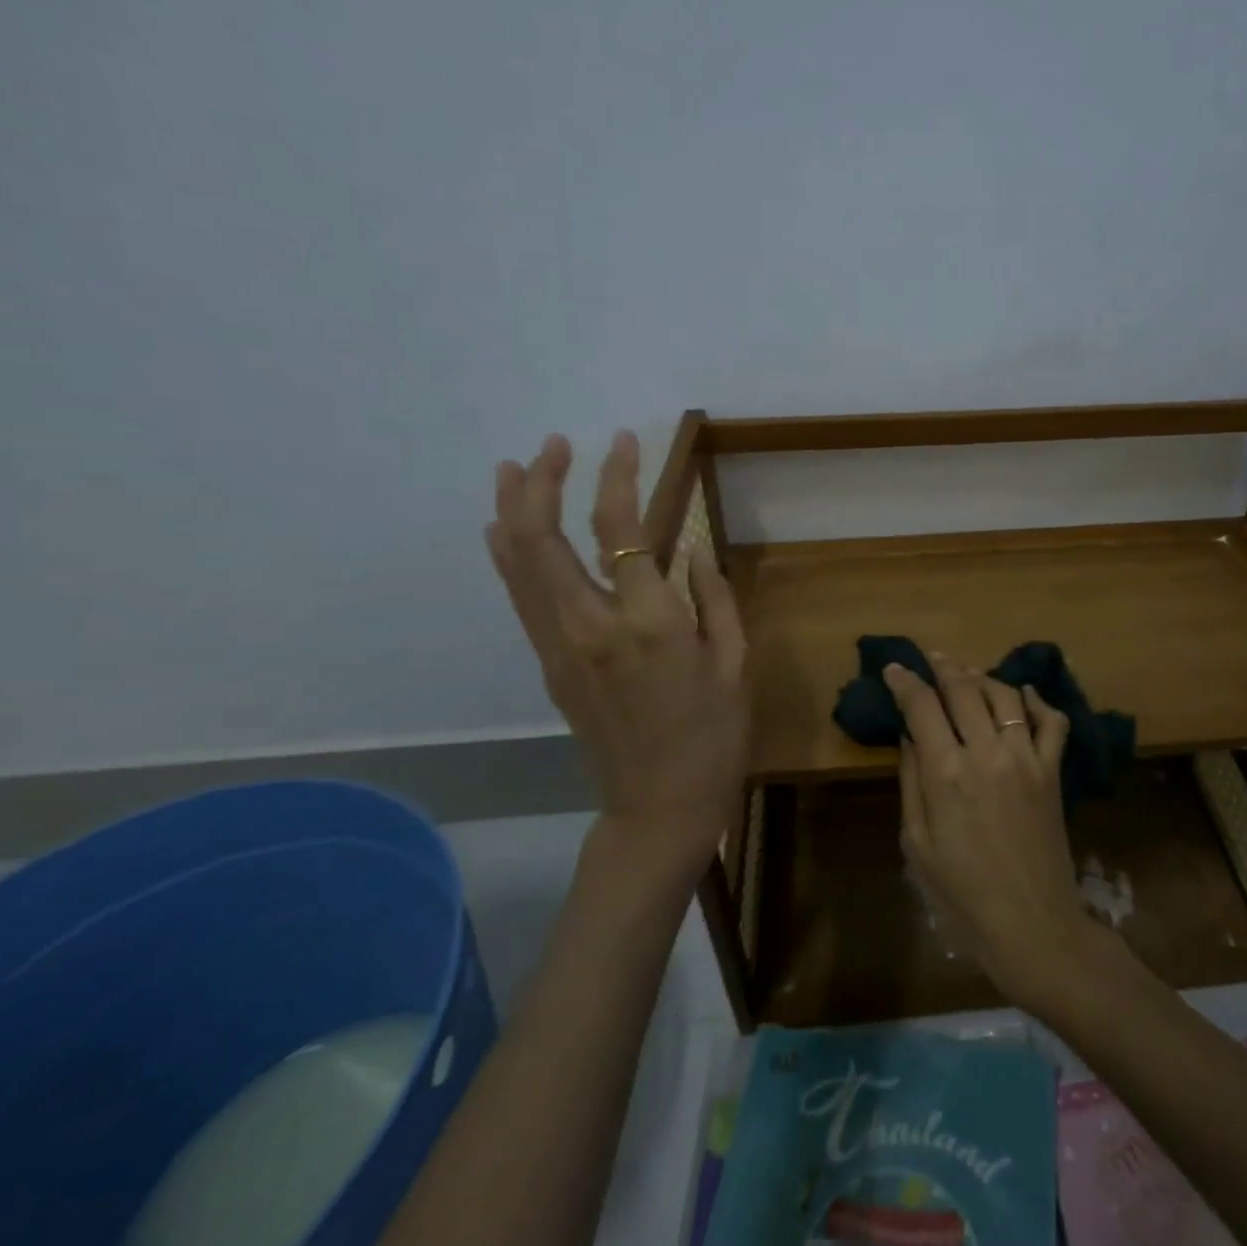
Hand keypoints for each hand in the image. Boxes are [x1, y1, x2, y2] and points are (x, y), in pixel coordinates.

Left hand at [486, 431, 748, 861]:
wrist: (661, 805)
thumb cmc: (715, 734)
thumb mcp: (735, 661)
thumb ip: (714, 596)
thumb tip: (693, 548)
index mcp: (649, 621)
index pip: (620, 529)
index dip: (617, 476)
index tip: (622, 440)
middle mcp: (591, 625)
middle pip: (541, 538)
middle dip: (541, 482)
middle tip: (552, 445)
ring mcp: (561, 647)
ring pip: (517, 565)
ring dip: (511, 510)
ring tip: (514, 468)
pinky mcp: (551, 665)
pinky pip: (523, 596)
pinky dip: (512, 554)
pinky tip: (511, 531)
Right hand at [885, 654, 1097, 1008]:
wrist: (1033, 925)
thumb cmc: (962, 895)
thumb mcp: (918, 844)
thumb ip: (912, 782)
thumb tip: (910, 736)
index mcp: (946, 773)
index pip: (922, 707)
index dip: (904, 681)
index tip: (893, 667)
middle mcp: (987, 752)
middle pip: (963, 689)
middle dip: (943, 667)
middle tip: (931, 659)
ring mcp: (1026, 758)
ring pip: (1004, 695)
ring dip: (982, 677)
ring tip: (967, 674)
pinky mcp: (1053, 770)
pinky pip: (1052, 721)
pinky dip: (1037, 701)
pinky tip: (1023, 695)